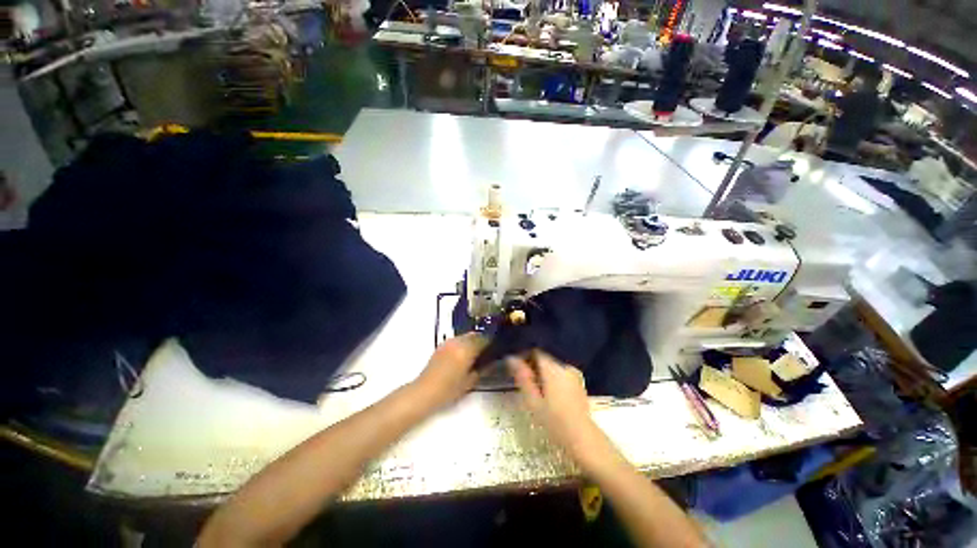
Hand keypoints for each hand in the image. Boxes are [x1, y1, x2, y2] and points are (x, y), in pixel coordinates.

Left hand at [413, 334, 485, 408]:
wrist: (424, 391)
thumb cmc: (449, 389)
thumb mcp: (470, 381)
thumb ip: (482, 369)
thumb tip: (491, 362)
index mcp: (467, 349)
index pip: (484, 339)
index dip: (492, 342)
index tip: (497, 348)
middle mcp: (458, 342)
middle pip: (475, 335)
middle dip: (482, 340)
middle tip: (488, 350)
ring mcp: (448, 342)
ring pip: (465, 336)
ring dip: (472, 341)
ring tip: (476, 353)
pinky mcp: (441, 346)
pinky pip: (457, 340)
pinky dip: (463, 343)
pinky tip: (464, 354)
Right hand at [508, 352, 612, 470]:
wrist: (583, 438)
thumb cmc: (555, 422)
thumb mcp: (533, 401)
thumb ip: (523, 377)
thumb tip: (511, 358)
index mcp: (553, 369)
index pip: (536, 351)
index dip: (524, 355)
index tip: (516, 366)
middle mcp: (564, 366)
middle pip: (544, 357)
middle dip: (533, 364)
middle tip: (523, 379)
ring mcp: (574, 373)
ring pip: (552, 365)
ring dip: (542, 371)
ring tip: (534, 387)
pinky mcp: (579, 382)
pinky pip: (561, 372)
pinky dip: (552, 377)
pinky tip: (548, 392)